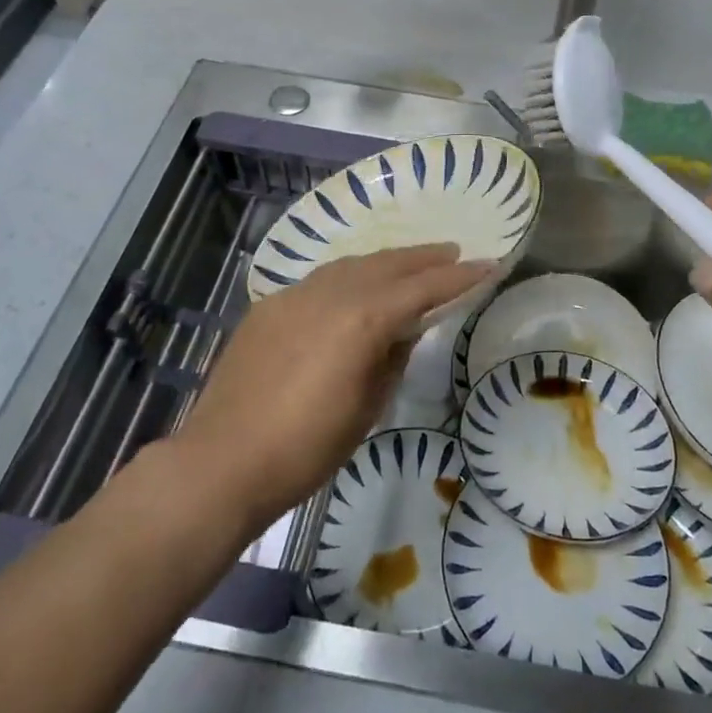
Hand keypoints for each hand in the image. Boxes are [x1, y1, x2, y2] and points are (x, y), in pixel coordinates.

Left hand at [175, 245, 495, 530]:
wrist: (222, 461)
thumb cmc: (306, 448)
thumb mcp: (367, 407)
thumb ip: (391, 357)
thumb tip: (404, 329)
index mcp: (362, 318)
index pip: (423, 288)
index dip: (460, 277)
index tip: (489, 264)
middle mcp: (330, 293)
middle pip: (388, 265)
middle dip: (424, 258)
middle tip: (453, 251)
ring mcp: (295, 294)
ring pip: (352, 264)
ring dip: (386, 261)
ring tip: (410, 261)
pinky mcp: (270, 305)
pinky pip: (320, 279)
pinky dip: (349, 275)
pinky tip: (354, 286)